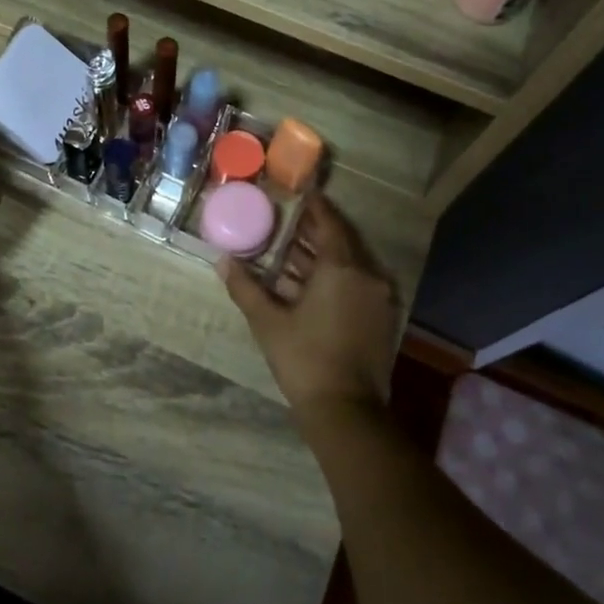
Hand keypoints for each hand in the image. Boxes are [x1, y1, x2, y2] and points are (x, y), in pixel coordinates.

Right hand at [219, 195, 398, 416]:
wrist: (346, 411)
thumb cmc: (304, 359)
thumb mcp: (268, 322)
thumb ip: (245, 287)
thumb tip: (222, 261)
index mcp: (342, 268)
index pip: (330, 223)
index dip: (315, 206)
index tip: (300, 192)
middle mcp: (366, 276)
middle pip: (340, 242)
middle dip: (314, 231)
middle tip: (288, 220)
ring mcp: (377, 299)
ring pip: (348, 265)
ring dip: (321, 257)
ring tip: (289, 251)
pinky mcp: (380, 319)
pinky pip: (356, 284)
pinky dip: (333, 278)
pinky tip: (306, 284)